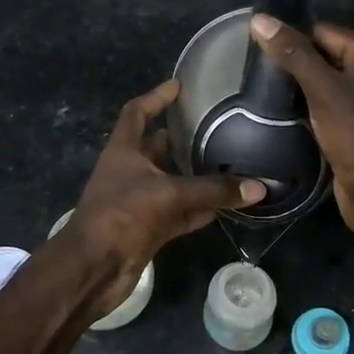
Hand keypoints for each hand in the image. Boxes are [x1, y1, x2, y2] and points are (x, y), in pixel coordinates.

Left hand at [65, 79, 265, 313]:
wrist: (94, 267)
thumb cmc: (122, 215)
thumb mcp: (169, 194)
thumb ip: (213, 189)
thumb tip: (259, 187)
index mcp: (123, 151)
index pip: (137, 112)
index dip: (156, 97)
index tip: (180, 86)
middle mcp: (129, 171)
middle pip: (156, 147)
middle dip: (181, 137)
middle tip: (216, 125)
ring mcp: (138, 201)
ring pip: (171, 182)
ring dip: (195, 175)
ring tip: (229, 161)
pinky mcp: (148, 228)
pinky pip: (180, 212)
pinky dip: (200, 208)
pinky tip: (227, 204)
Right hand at [248, 16, 353, 230]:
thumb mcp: (322, 88)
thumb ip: (292, 53)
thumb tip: (259, 18)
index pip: (324, 31)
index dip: (292, 40)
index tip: (258, 52)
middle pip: (324, 54)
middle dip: (294, 64)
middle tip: (258, 75)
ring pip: (324, 81)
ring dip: (299, 87)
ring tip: (266, 93)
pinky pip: (328, 103)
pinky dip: (308, 106)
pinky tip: (285, 113)